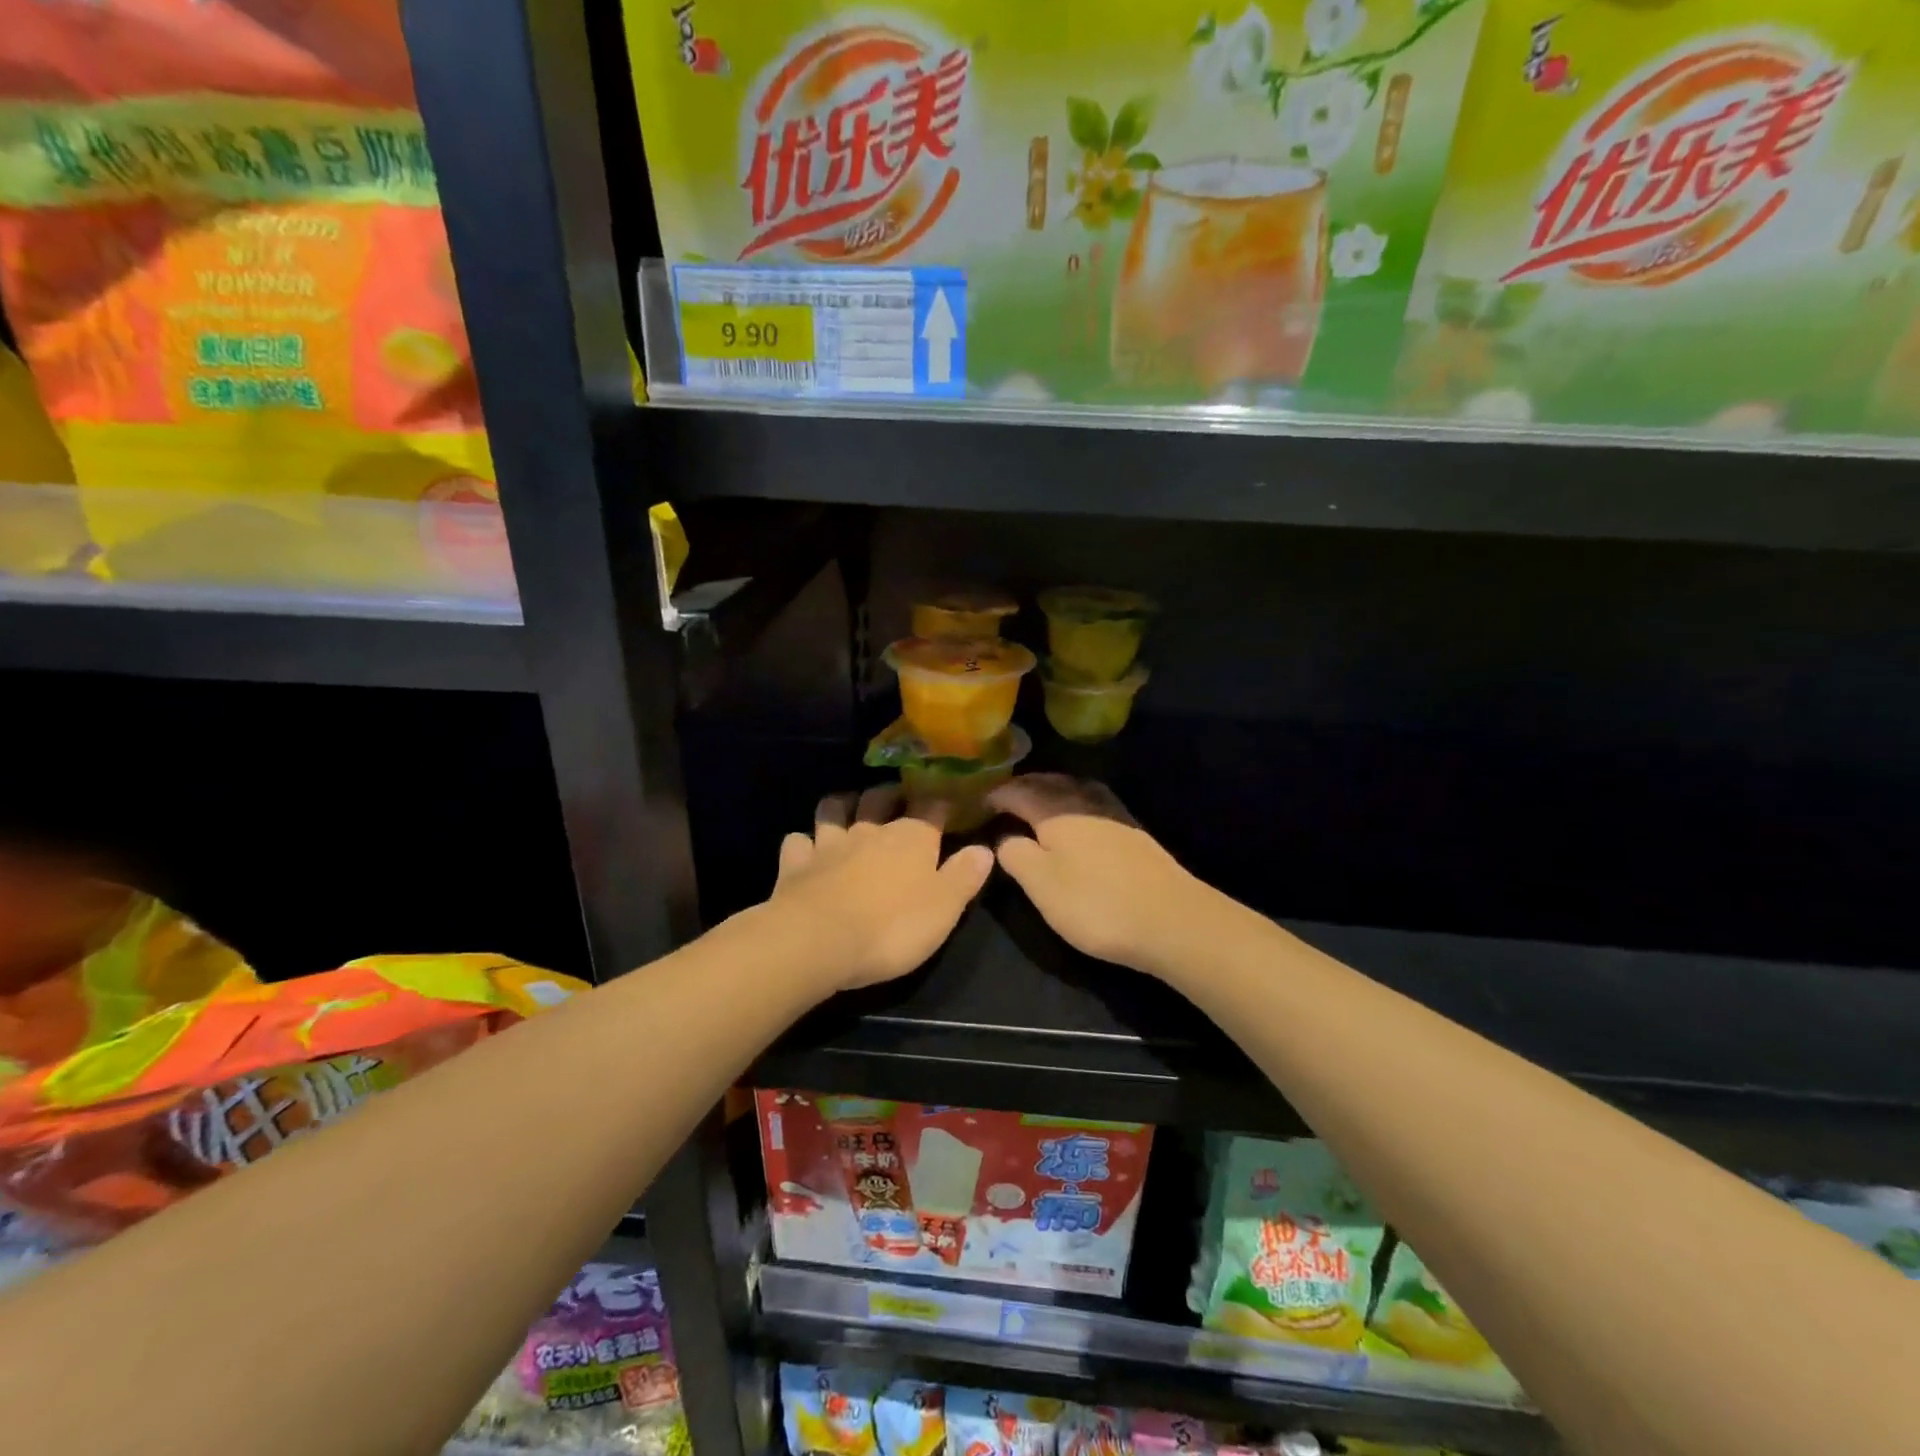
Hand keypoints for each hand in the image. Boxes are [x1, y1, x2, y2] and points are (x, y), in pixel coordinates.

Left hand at [768, 786, 993, 990]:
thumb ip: (964, 876)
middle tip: (897, 797)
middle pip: (879, 797)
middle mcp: (870, 831)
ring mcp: (828, 844)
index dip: (940, 800)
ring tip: (849, 809)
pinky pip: (796, 841)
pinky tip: (805, 848)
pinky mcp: (795, 864)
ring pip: (833, 809)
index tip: (947, 798)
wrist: (818, 941)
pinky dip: (802, 842)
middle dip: (890, 793)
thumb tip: (985, 848)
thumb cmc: (892, 928)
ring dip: (842, 805)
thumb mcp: (944, 908)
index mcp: (912, 838)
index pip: (931, 807)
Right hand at [987, 775, 1212, 977]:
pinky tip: (1076, 819)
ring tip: (1035, 802)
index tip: (976, 802)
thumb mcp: (1041, 884)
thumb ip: (1015, 854)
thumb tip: (1003, 836)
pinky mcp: (1133, 832)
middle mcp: (1084, 802)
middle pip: (1048, 783)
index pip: (1017, 791)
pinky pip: (1092, 803)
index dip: (995, 795)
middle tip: (1003, 798)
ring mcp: (1114, 814)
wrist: (1172, 920)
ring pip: (1074, 790)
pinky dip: (1074, 803)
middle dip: (1023, 786)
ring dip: (1050, 791)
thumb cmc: (1096, 904)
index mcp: (1056, 811)